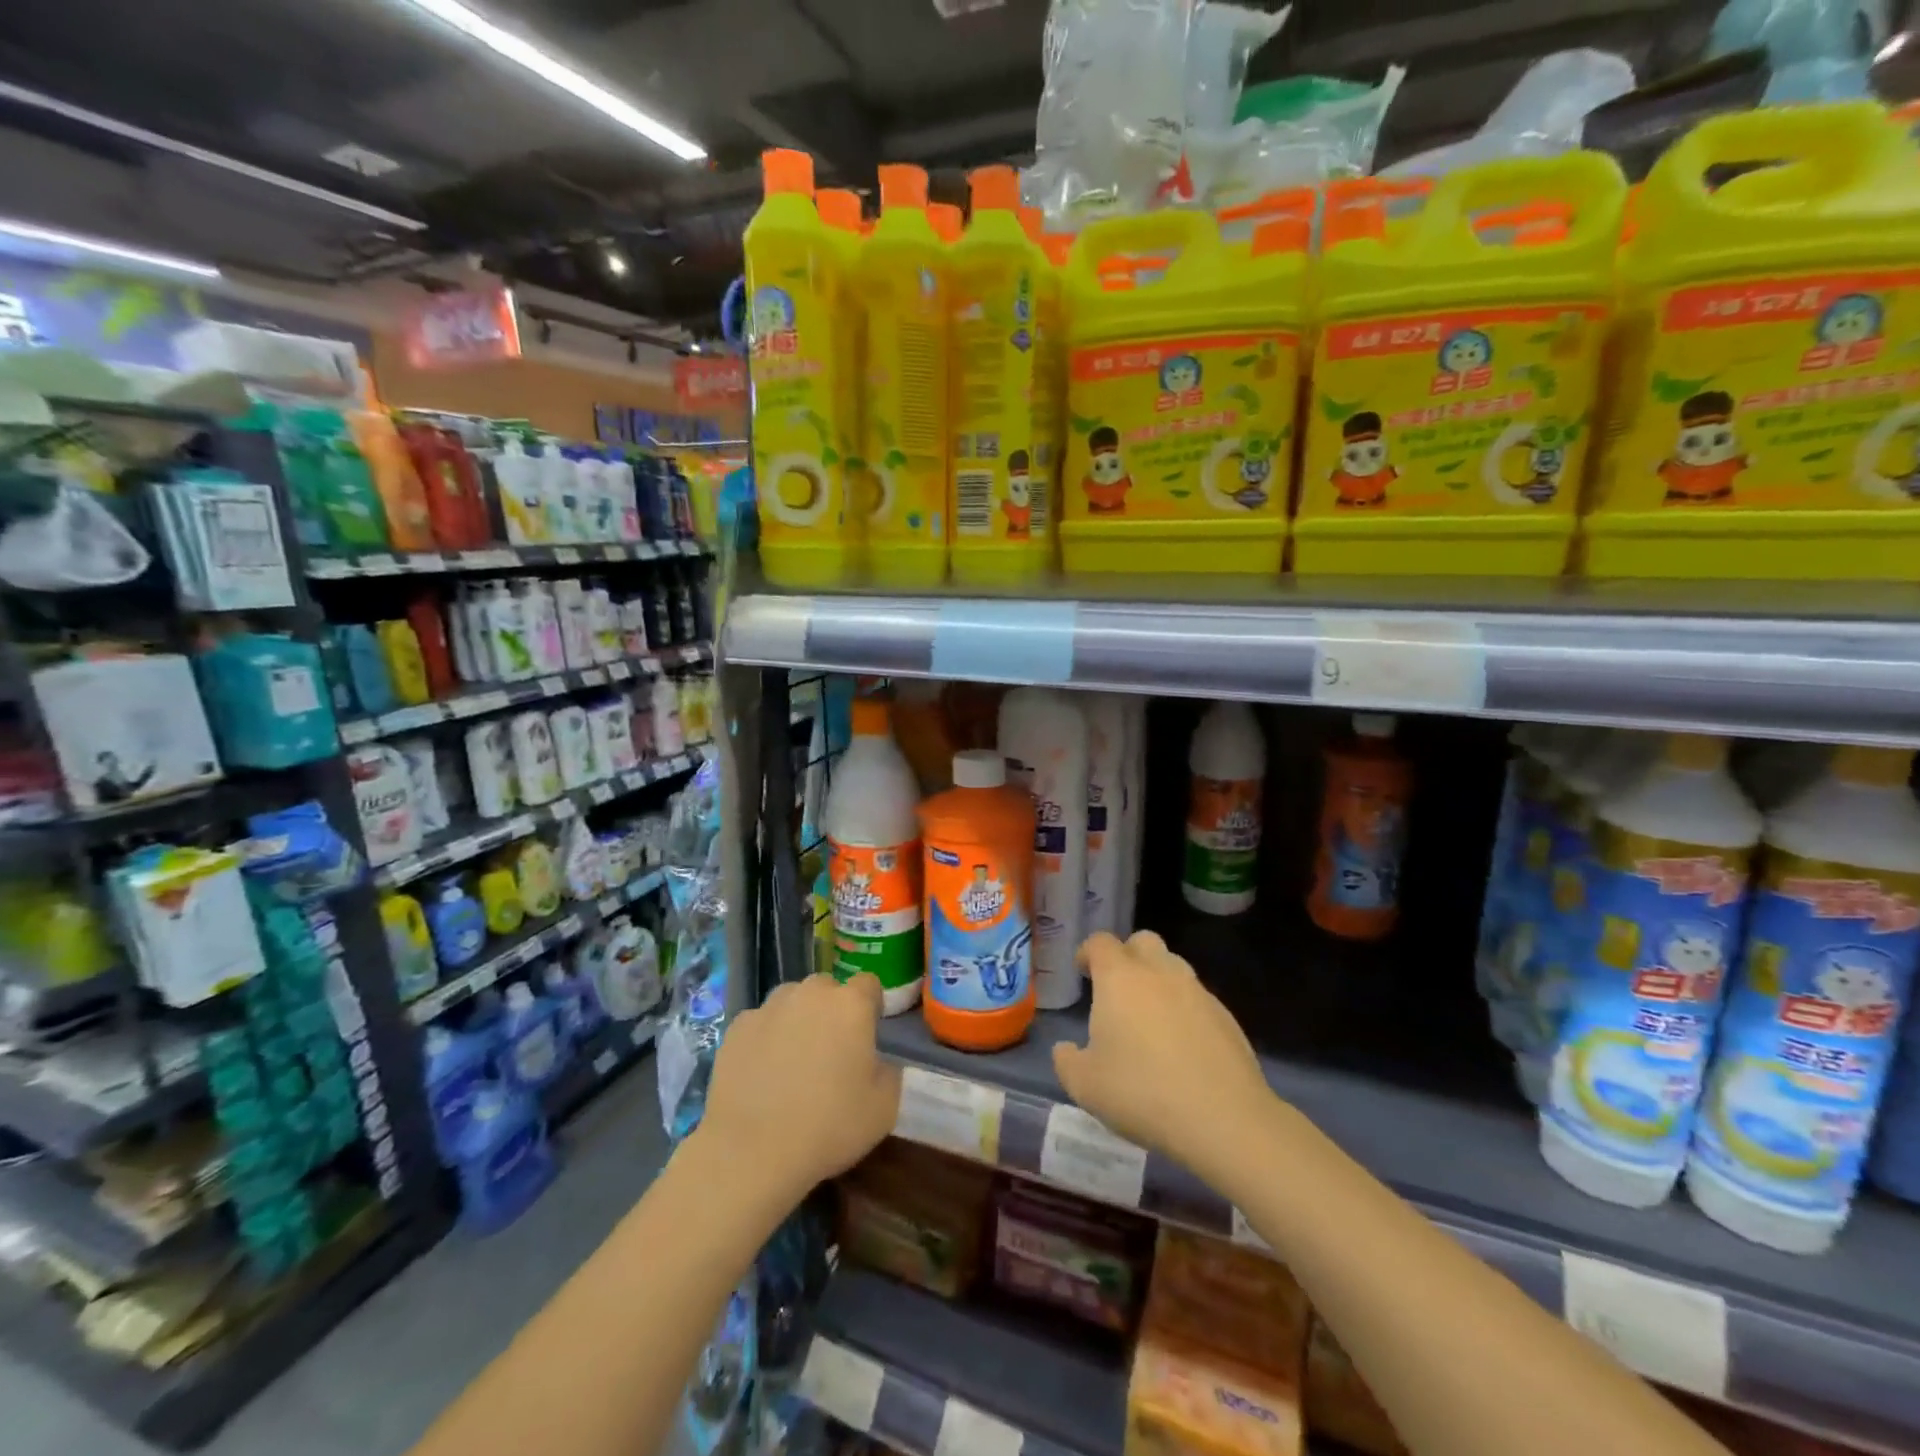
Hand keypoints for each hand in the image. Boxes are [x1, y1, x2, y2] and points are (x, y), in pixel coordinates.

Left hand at [700, 972, 900, 1195]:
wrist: (751, 1152)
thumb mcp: (885, 1107)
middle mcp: (810, 993)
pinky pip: (761, 1022)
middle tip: (832, 1051)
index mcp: (850, 1004)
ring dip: (798, 1018)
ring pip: (792, 1000)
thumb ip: (889, 1070)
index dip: (872, 1006)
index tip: (869, 1035)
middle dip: (833, 1010)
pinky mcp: (736, 1027)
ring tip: (794, 1060)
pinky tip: (762, 1072)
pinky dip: (766, 1037)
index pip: (869, 984)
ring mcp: (769, 1007)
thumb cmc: (828, 1127)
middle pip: (828, 988)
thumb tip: (876, 1060)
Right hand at [1052, 932, 1274, 1183]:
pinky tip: (1181, 1047)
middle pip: (1142, 941)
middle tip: (1117, 989)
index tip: (1082, 971)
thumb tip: (1066, 1049)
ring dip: (1158, 981)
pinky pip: (1197, 999)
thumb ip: (1067, 1061)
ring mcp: (1197, 992)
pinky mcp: (1226, 1017)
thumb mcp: (1085, 1086)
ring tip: (1149, 1020)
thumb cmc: (1142, 1093)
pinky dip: (1184, 1010)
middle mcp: (1160, 973)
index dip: (1088, 952)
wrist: (1224, 1119)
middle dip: (1127, 956)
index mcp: (1120, 978)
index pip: (1101, 942)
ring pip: (1173, 967)